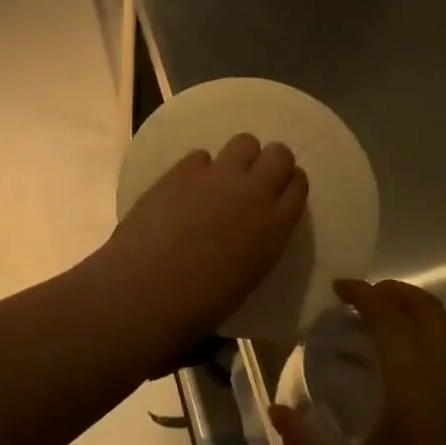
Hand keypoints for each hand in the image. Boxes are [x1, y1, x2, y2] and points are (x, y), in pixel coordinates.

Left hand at [90, 135, 308, 353]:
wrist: (147, 288)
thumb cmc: (201, 302)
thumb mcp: (250, 275)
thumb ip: (260, 241)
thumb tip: (252, 227)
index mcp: (276, 226)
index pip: (298, 185)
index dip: (290, 184)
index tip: (280, 191)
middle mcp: (254, 192)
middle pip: (279, 154)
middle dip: (271, 161)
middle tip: (255, 178)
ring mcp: (218, 175)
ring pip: (244, 142)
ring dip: (239, 157)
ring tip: (223, 178)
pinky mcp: (183, 168)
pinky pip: (201, 155)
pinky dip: (199, 169)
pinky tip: (187, 188)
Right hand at [271, 279, 445, 444]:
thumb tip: (273, 410)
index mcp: (415, 394)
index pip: (390, 319)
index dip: (364, 294)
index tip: (340, 287)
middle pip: (431, 312)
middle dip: (398, 293)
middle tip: (367, 297)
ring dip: (429, 313)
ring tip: (400, 322)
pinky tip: (433, 374)